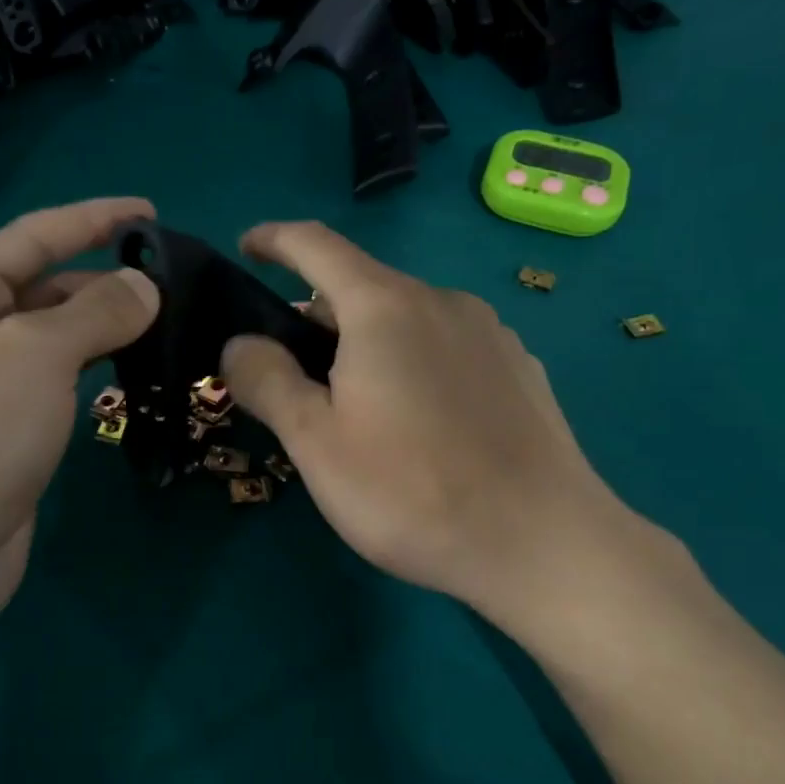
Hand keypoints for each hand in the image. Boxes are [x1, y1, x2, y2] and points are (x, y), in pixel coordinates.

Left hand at [0, 198, 159, 648]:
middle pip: (43, 283)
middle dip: (104, 278)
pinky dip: (92, 363)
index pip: (33, 236)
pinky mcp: (4, 421)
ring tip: (164, 320)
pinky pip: (56, 374)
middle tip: (171, 283)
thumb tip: (145, 287)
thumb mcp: (41, 352)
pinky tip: (130, 365)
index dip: (93, 218)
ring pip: (53, 333)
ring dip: (103, 324)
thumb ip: (99, 309)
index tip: (150, 212)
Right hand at [220, 221, 656, 635]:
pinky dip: (412, 361)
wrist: (543, 543)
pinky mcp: (520, 368)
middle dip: (317, 315)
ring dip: (366, 342)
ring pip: (407, 318)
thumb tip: (240, 343)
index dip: (275, 239)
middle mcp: (441, 301)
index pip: (316, 245)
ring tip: (353, 405)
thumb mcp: (315, 443)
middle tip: (290, 372)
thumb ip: (268, 381)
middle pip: (362, 287)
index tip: (247, 248)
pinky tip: (418, 422)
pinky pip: (446, 346)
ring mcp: (490, 333)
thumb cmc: (411, 491)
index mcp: (384, 307)